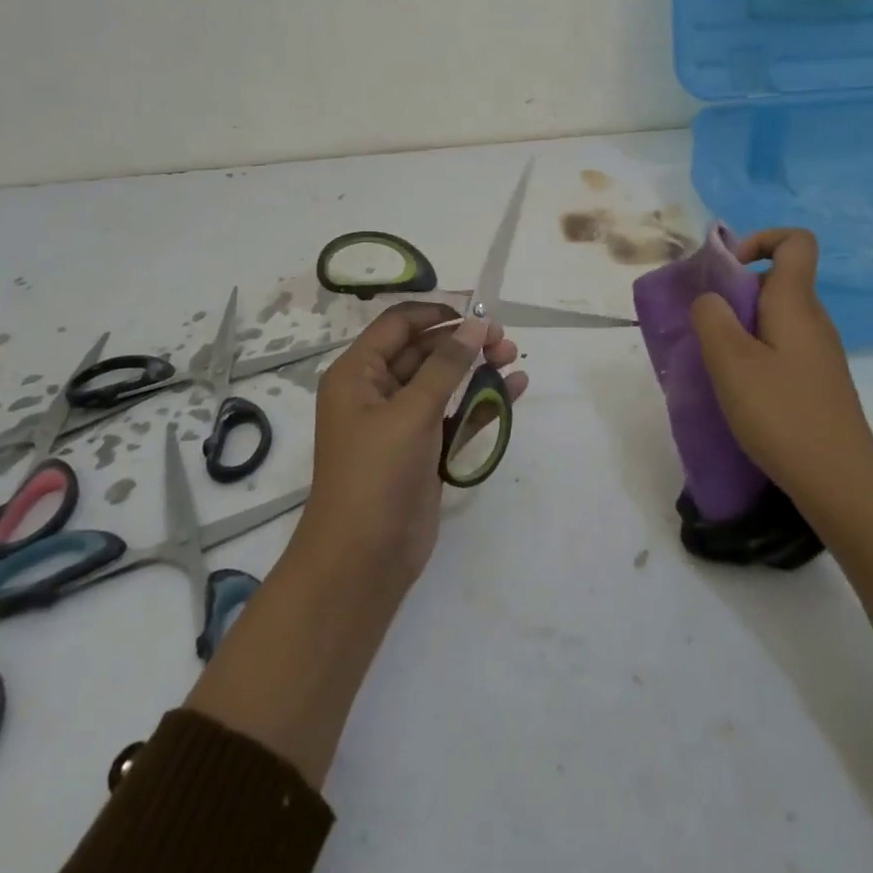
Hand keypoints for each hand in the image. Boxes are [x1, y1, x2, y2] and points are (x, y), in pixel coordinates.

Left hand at [292, 304, 526, 590]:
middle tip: (504, 340)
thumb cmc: (376, 474)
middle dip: (464, 342)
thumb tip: (476, 324)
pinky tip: (514, 389)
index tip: (477, 312)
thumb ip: (447, 365)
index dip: (437, 313)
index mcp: (358, 374)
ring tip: (513, 358)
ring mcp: (401, 422)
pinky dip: (481, 401)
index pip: (398, 325)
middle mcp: (376, 391)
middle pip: (424, 351)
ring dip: (477, 368)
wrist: (363, 561)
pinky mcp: (423, 449)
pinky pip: (454, 414)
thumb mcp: (411, 412)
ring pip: (443, 381)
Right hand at [689, 228, 872, 511]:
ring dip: (740, 328)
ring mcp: (819, 352)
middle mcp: (812, 319)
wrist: (842, 485)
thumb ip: (711, 317)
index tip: (727, 271)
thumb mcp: (731, 362)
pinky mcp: (817, 381)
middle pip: (776, 280)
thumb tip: (710, 299)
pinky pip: (781, 346)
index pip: (795, 241)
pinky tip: (740, 391)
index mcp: (795, 303)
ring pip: (774, 317)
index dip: (760, 240)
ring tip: (718, 364)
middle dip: (735, 293)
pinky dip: (755, 354)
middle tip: (706, 329)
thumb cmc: (783, 415)